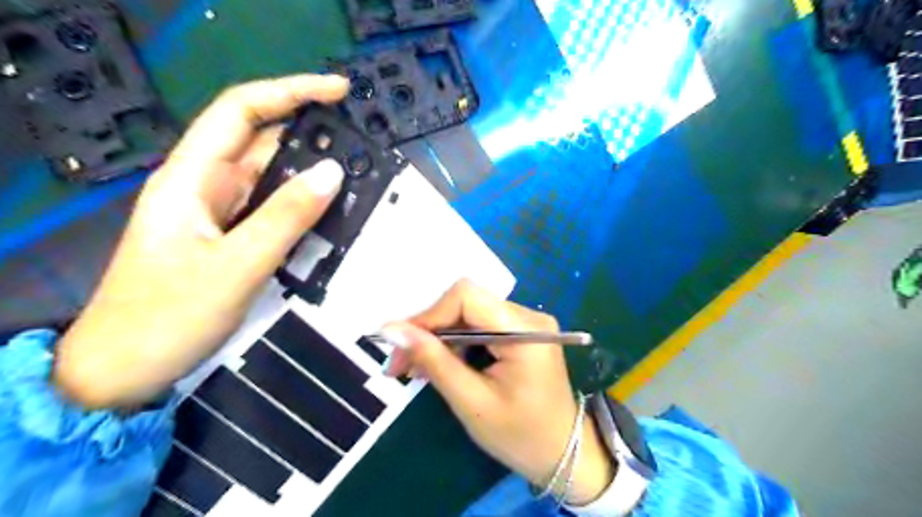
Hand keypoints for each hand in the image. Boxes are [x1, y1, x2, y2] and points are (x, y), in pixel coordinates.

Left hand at [54, 76, 348, 409]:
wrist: (127, 370)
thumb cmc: (169, 317)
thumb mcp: (236, 265)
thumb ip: (286, 217)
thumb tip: (334, 172)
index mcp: (191, 179)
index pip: (241, 112)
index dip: (289, 92)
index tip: (337, 92)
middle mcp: (207, 188)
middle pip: (264, 146)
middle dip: (312, 140)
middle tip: (362, 150)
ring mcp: (221, 215)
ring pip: (273, 182)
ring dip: (312, 179)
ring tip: (358, 183)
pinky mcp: (233, 239)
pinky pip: (275, 212)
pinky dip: (305, 210)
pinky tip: (332, 217)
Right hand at [378, 281, 614, 505]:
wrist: (566, 454)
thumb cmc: (521, 436)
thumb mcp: (472, 402)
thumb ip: (434, 361)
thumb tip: (392, 329)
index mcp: (524, 330)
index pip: (466, 296)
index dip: (428, 315)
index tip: (400, 346)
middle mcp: (528, 316)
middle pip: (465, 304)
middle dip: (429, 330)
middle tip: (399, 364)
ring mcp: (526, 323)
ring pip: (468, 315)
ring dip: (439, 339)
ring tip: (416, 370)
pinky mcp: (521, 334)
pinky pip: (480, 327)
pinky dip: (456, 345)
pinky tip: (441, 365)